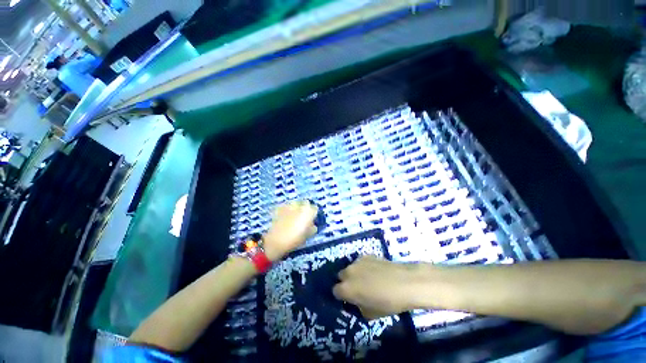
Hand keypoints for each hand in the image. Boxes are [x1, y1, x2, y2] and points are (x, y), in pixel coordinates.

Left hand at [263, 201, 317, 260]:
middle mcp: (300, 205)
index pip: (315, 209)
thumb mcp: (307, 235)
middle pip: (306, 204)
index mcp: (308, 211)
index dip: (314, 214)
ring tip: (293, 217)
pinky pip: (287, 206)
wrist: (276, 241)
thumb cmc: (295, 239)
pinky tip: (285, 217)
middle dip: (306, 209)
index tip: (312, 219)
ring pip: (296, 204)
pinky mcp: (280, 207)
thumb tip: (313, 225)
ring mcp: (289, 205)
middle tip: (303, 218)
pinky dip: (287, 210)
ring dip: (296, 208)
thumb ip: (312, 228)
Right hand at [333, 256, 421, 318]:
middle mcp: (348, 272)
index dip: (341, 296)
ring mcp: (357, 261)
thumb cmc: (388, 303)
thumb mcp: (370, 314)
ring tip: (368, 279)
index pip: (335, 291)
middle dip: (347, 282)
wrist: (404, 283)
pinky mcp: (366, 255)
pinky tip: (376, 271)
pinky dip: (364, 267)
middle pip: (341, 276)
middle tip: (358, 288)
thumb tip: (357, 301)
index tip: (349, 299)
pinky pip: (360, 262)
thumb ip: (358, 307)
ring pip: (351, 268)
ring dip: (355, 274)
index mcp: (346, 289)